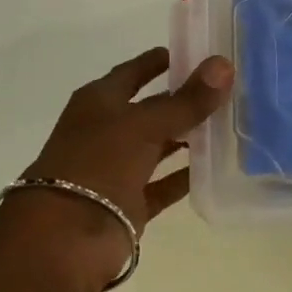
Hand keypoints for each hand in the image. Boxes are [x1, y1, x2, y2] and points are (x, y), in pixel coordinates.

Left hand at [4, 47, 232, 291]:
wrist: (62, 240)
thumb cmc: (97, 165)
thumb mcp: (145, 125)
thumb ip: (187, 100)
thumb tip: (224, 63)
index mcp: (99, 102)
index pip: (135, 71)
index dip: (163, 60)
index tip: (199, 51)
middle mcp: (107, 131)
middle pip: (151, 108)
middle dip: (183, 99)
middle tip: (227, 87)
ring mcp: (117, 169)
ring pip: (160, 146)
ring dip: (188, 137)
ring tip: (229, 122)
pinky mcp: (130, 203)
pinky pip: (165, 184)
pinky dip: (186, 176)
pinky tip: (217, 166)